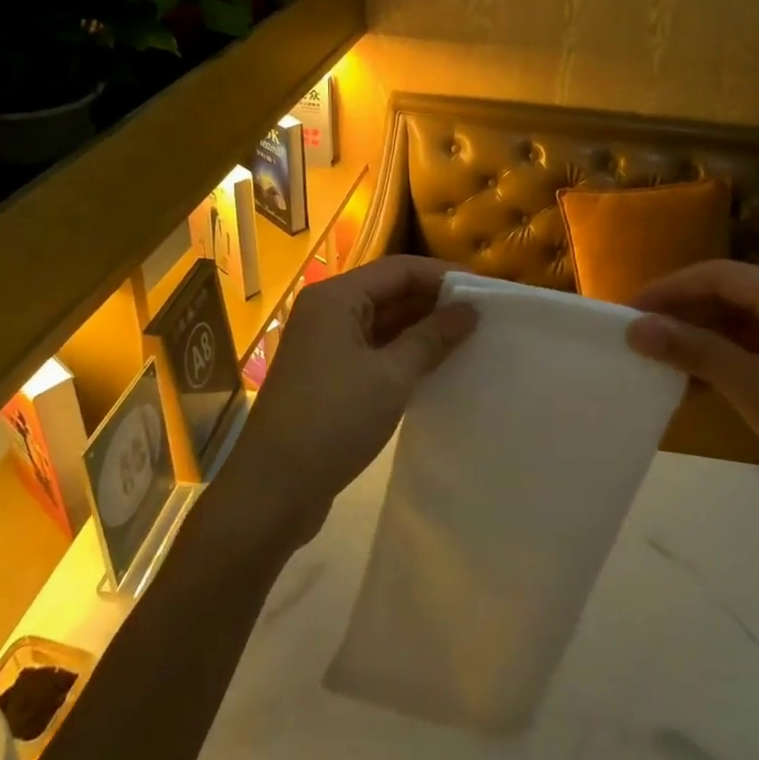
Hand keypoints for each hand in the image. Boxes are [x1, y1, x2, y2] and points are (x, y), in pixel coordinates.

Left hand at [222, 256, 477, 546]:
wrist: (273, 490)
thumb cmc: (333, 420)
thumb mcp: (391, 377)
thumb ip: (432, 338)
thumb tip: (469, 310)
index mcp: (336, 298)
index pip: (399, 269)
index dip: (443, 275)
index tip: (485, 290)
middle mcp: (327, 312)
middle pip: (389, 292)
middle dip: (434, 302)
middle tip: (483, 317)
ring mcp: (325, 346)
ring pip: (383, 324)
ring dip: (421, 330)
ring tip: (468, 340)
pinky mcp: (328, 377)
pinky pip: (374, 351)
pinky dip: (404, 354)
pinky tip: (436, 367)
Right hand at [625, 260, 758, 533]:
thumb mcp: (750, 388)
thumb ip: (692, 350)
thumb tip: (635, 327)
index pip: (719, 274)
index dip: (669, 288)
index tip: (628, 310)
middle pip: (730, 294)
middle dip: (683, 313)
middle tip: (639, 336)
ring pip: (741, 322)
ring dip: (701, 338)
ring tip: (660, 359)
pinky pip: (758, 346)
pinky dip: (725, 359)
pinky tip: (696, 382)